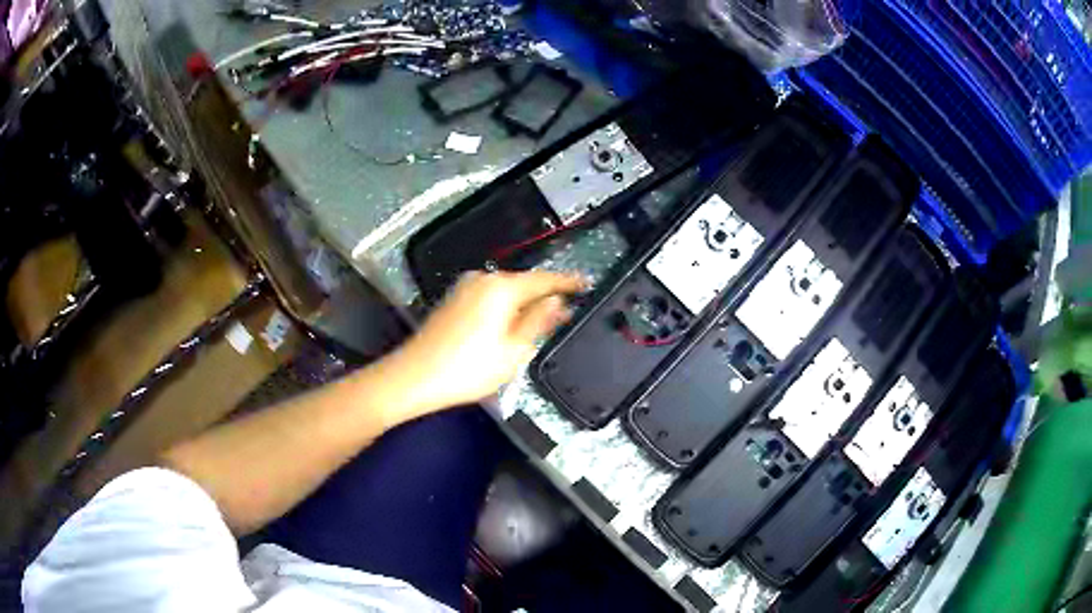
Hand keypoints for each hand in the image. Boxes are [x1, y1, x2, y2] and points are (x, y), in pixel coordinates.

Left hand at [383, 270, 586, 420]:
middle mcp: (482, 280)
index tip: (586, 283)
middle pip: (524, 283)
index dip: (568, 282)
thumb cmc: (468, 368)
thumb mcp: (514, 350)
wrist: (415, 377)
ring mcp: (465, 288)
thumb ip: (539, 321)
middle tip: (568, 309)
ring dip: (524, 302)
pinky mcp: (454, 299)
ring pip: (505, 291)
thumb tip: (558, 303)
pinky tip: (510, 324)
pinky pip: (489, 296)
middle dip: (545, 295)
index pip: (545, 280)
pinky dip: (505, 306)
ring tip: (542, 321)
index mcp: (502, 288)